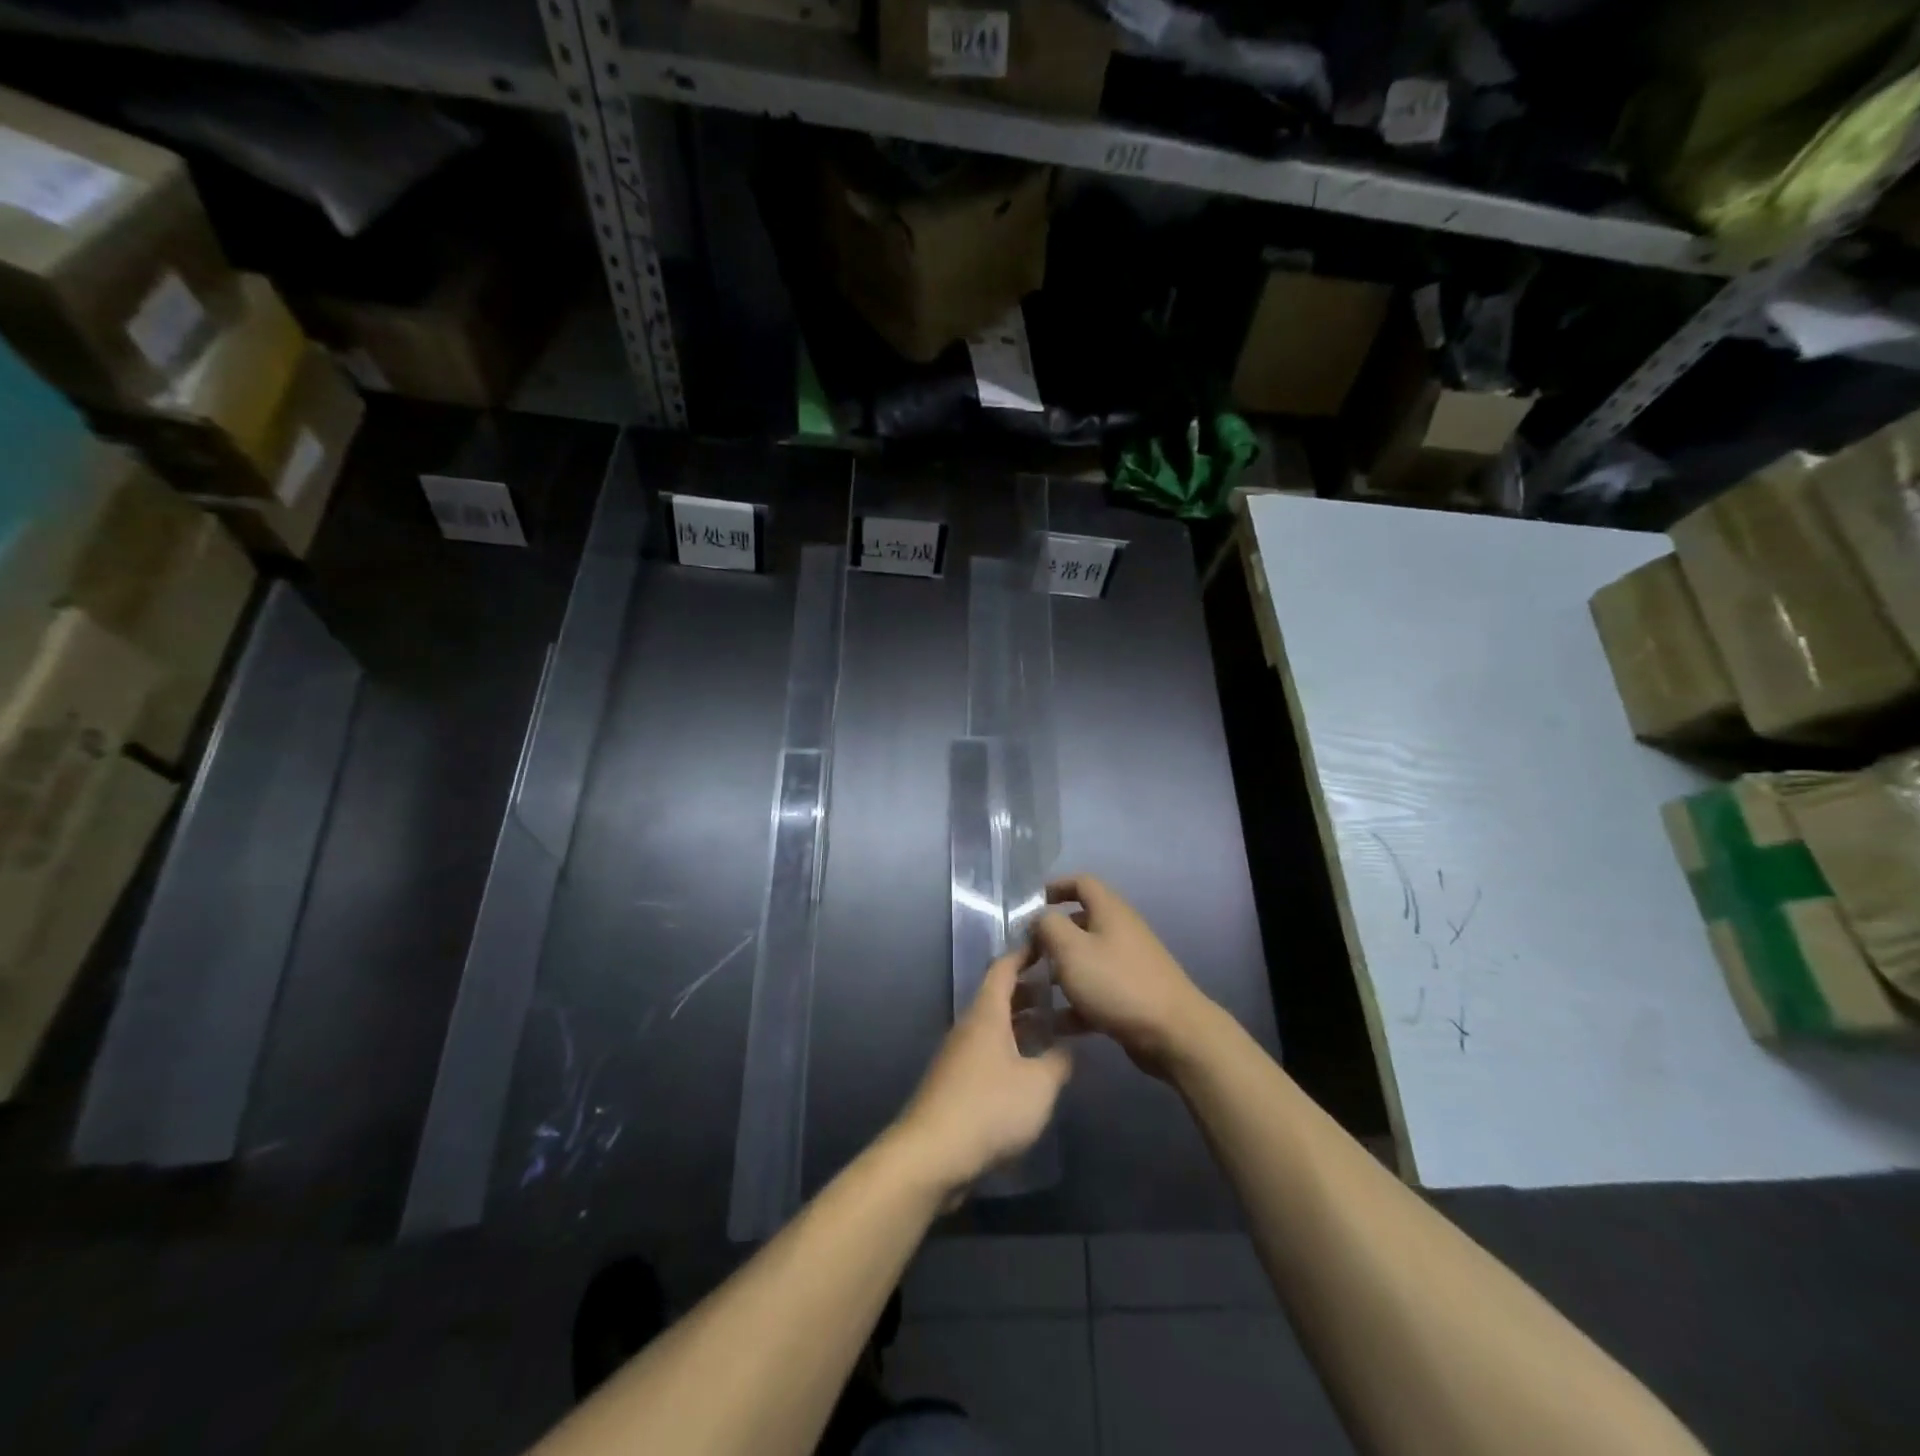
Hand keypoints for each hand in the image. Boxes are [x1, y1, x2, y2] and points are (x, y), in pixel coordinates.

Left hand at [893, 944, 1072, 1196]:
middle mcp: (969, 1027)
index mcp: (986, 1014)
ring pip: (993, 1027)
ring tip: (1051, 1031)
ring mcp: (958, 1056)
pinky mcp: (954, 1084)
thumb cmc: (990, 1108)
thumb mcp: (1039, 1085)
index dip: (1025, 954)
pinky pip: (986, 1053)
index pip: (1004, 968)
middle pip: (998, 997)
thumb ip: (1058, 1062)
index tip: (1047, 945)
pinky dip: (1009, 1050)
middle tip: (1060, 993)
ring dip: (1020, 1024)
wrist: (932, 1154)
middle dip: (1028, 991)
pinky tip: (1028, 1071)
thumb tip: (1066, 1049)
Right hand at [1036, 874, 1218, 1079]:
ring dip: (1059, 972)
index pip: (1081, 883)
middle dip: (1051, 937)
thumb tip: (1040, 918)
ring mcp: (1128, 965)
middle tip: (1025, 954)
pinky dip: (1075, 1002)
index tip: (1030, 905)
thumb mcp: (1072, 949)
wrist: (1173, 1033)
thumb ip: (1049, 926)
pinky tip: (1054, 1024)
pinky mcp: (1131, 996)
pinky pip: (1095, 991)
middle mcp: (1121, 931)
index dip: (1055, 887)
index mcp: (1109, 911)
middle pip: (1080, 923)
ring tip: (1032, 990)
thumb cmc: (1117, 982)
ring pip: (1086, 960)